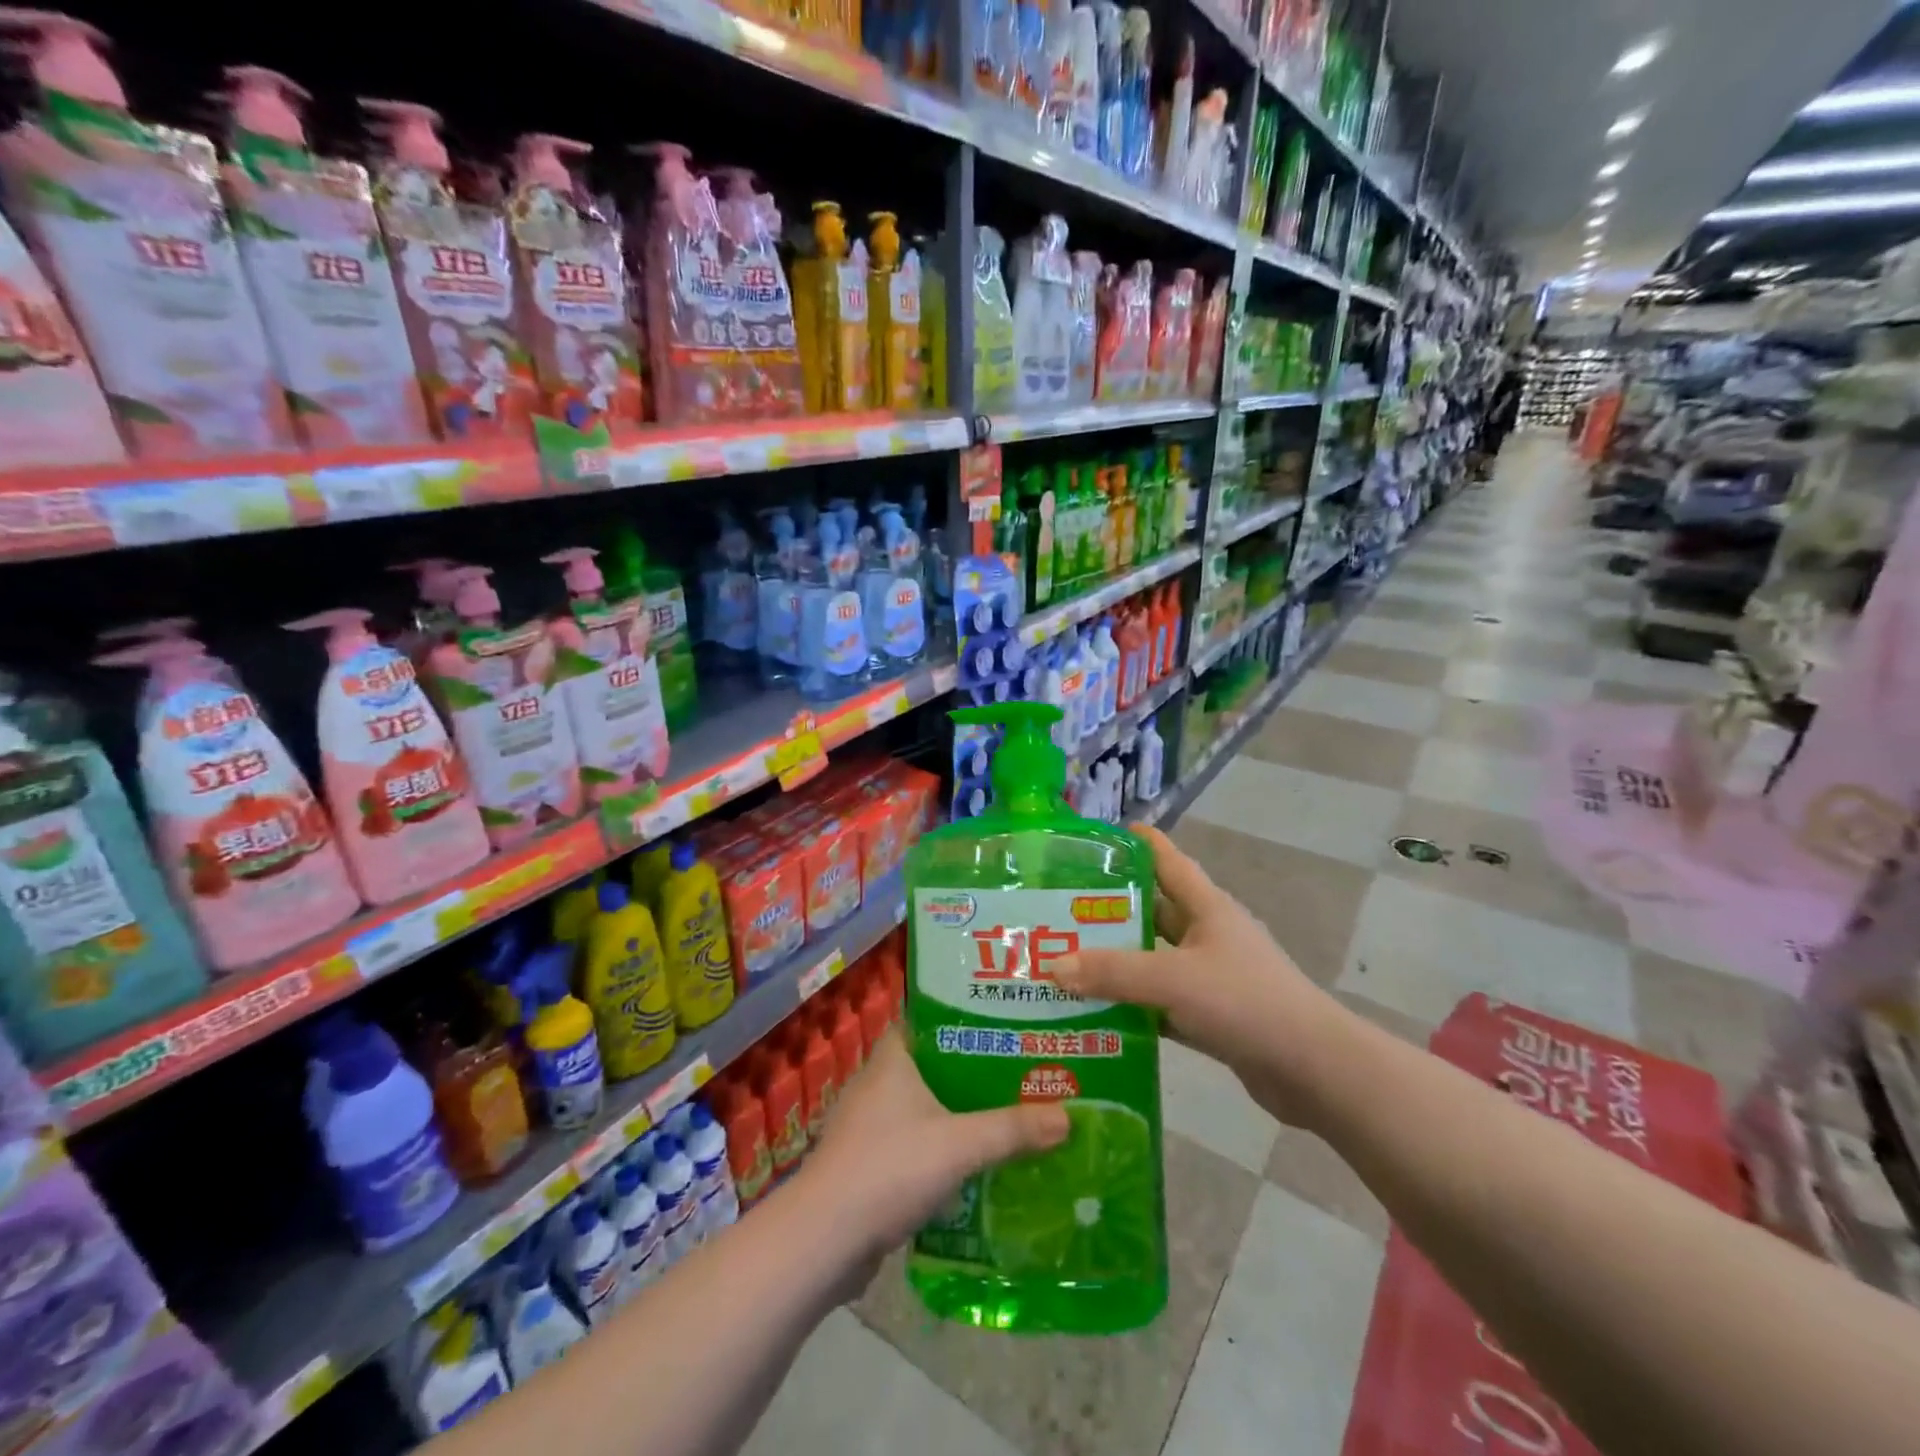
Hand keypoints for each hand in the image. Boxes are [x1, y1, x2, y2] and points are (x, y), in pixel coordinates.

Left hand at [796, 1029, 1069, 1266]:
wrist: (824, 1241)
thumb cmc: (889, 1168)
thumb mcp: (960, 1144)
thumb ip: (1012, 1129)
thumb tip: (1068, 1116)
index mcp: (892, 1059)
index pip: (927, 1019)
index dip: (961, 1016)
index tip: (1001, 1021)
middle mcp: (876, 1083)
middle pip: (931, 1063)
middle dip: (971, 1069)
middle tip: (1018, 1069)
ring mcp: (867, 1125)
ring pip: (922, 1106)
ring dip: (956, 1111)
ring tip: (1005, 1113)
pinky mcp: (866, 1164)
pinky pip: (912, 1142)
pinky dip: (940, 1146)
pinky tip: (972, 1162)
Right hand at [1053, 824, 1351, 1128]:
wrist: (1313, 1069)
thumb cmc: (1246, 1002)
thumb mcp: (1174, 980)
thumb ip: (1113, 972)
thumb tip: (1051, 965)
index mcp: (1207, 908)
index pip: (1167, 861)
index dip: (1137, 843)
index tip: (1097, 836)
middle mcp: (1208, 935)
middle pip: (1153, 911)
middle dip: (1110, 908)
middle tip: (1059, 908)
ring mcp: (1212, 977)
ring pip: (1154, 960)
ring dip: (1118, 961)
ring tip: (1066, 959)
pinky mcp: (1212, 1016)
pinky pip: (1161, 1003)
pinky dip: (1133, 1005)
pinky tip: (1096, 1012)